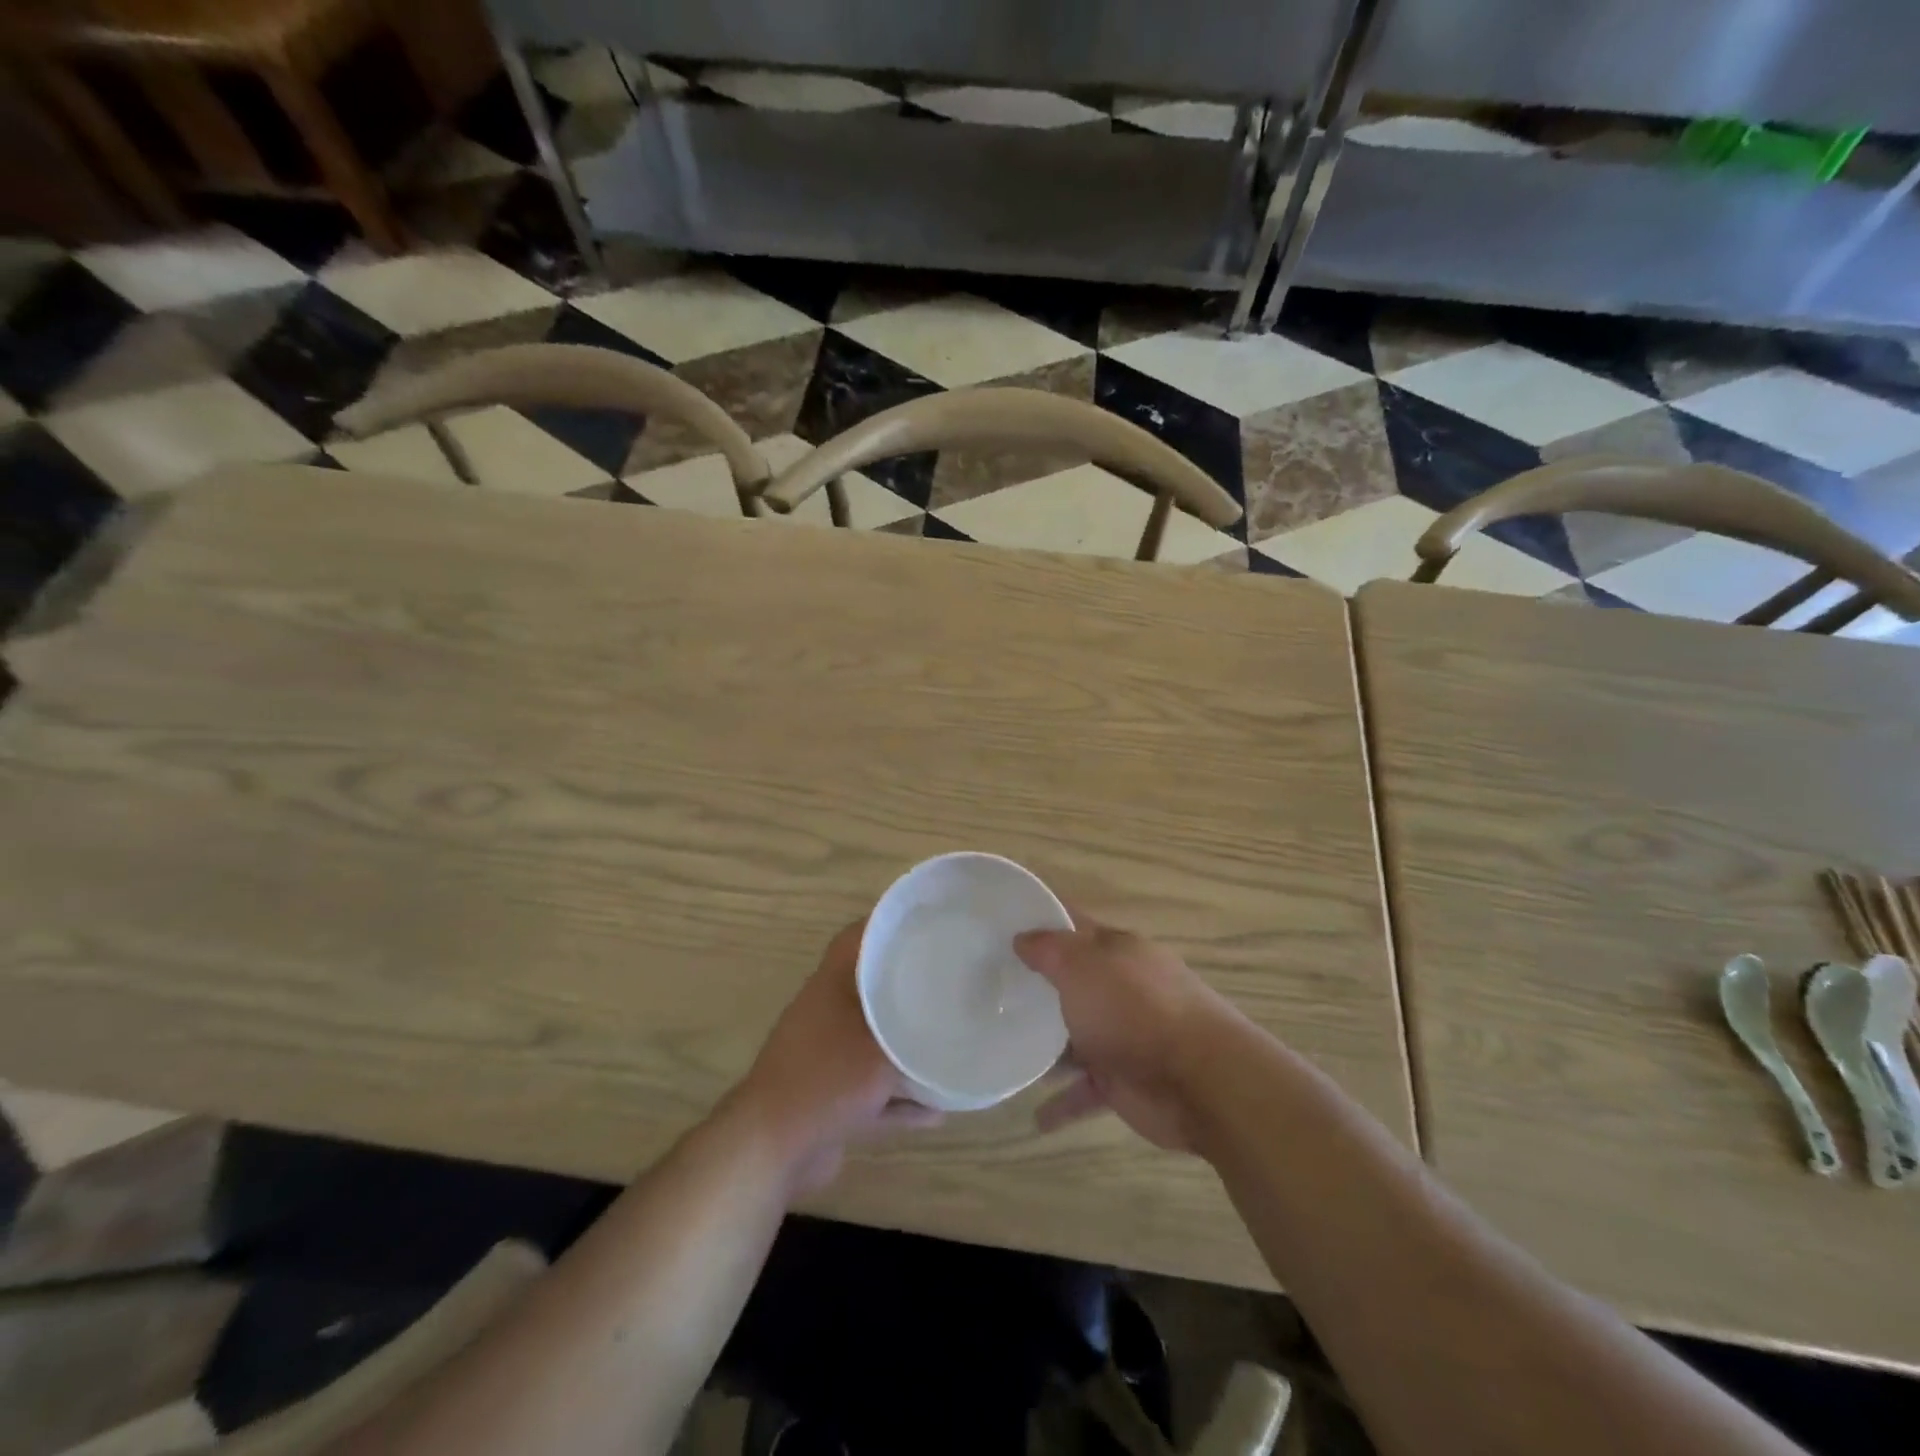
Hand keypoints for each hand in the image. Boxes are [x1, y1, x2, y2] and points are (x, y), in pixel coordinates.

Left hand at [731, 919, 939, 1194]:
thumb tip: (946, 1022)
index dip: (888, 926)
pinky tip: (936, 1112)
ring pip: (873, 1042)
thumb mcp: (883, 1049)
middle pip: (871, 989)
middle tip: (946, 984)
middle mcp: (825, 1013)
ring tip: (946, 1048)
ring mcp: (825, 1057)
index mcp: (831, 984)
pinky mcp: (828, 1097)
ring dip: (905, 1048)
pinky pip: (872, 1089)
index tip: (925, 926)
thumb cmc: (827, 1079)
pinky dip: (899, 1098)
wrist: (770, 1149)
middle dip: (907, 988)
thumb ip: (916, 1033)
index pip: (858, 937)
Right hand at [1014, 917, 1234, 1151]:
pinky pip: (1086, 1091)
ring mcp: (1124, 1036)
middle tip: (989, 990)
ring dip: (1046, 1045)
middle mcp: (1121, 988)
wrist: (1201, 1080)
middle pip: (1072, 982)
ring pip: (1075, 1036)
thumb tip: (1022, 937)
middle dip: (1036, 986)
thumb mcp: (1082, 966)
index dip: (1040, 922)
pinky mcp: (1125, 1082)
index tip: (1000, 926)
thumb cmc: (1135, 1009)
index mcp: (1116, 951)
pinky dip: (1063, 1104)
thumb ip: (1049, 950)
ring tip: (1004, 1049)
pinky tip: (1036, 1118)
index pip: (1073, 925)